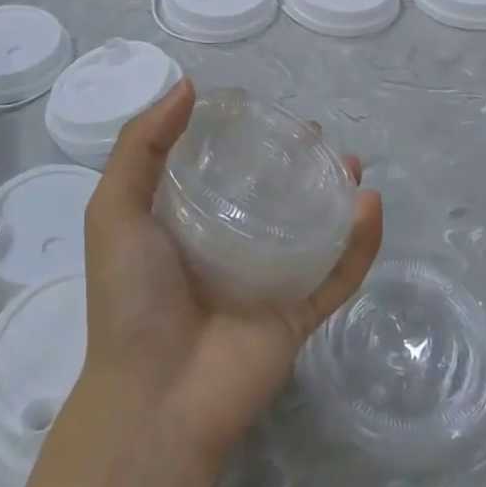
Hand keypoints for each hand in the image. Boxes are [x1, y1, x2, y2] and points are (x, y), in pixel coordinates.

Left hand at [80, 79, 382, 471]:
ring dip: (335, 194)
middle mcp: (229, 247)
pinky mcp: (298, 316)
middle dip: (296, 162)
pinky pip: (338, 275)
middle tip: (314, 134)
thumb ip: (140, 145)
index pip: (221, 168)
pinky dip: (361, 243)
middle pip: (273, 194)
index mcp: (185, 223)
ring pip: (312, 229)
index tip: (262, 110)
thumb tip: (187, 85)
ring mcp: (267, 283)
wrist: (153, 401)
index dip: (242, 136)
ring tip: (350, 161)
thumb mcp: (115, 210)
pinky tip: (370, 205)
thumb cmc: (130, 298)